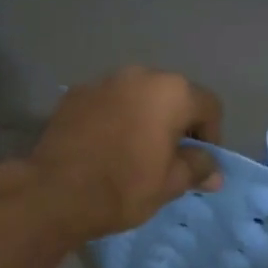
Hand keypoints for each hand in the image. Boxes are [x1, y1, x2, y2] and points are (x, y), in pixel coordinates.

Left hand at [28, 66, 223, 242]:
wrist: (55, 192)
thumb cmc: (124, 187)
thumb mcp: (169, 184)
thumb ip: (196, 168)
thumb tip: (213, 170)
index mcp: (171, 92)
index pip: (208, 106)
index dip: (211, 136)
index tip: (198, 163)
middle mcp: (139, 75)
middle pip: (171, 95)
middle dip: (176, 123)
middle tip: (168, 157)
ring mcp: (102, 81)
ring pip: (136, 96)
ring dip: (143, 117)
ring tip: (134, 150)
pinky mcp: (74, 94)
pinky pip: (107, 102)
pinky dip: (113, 117)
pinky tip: (104, 146)